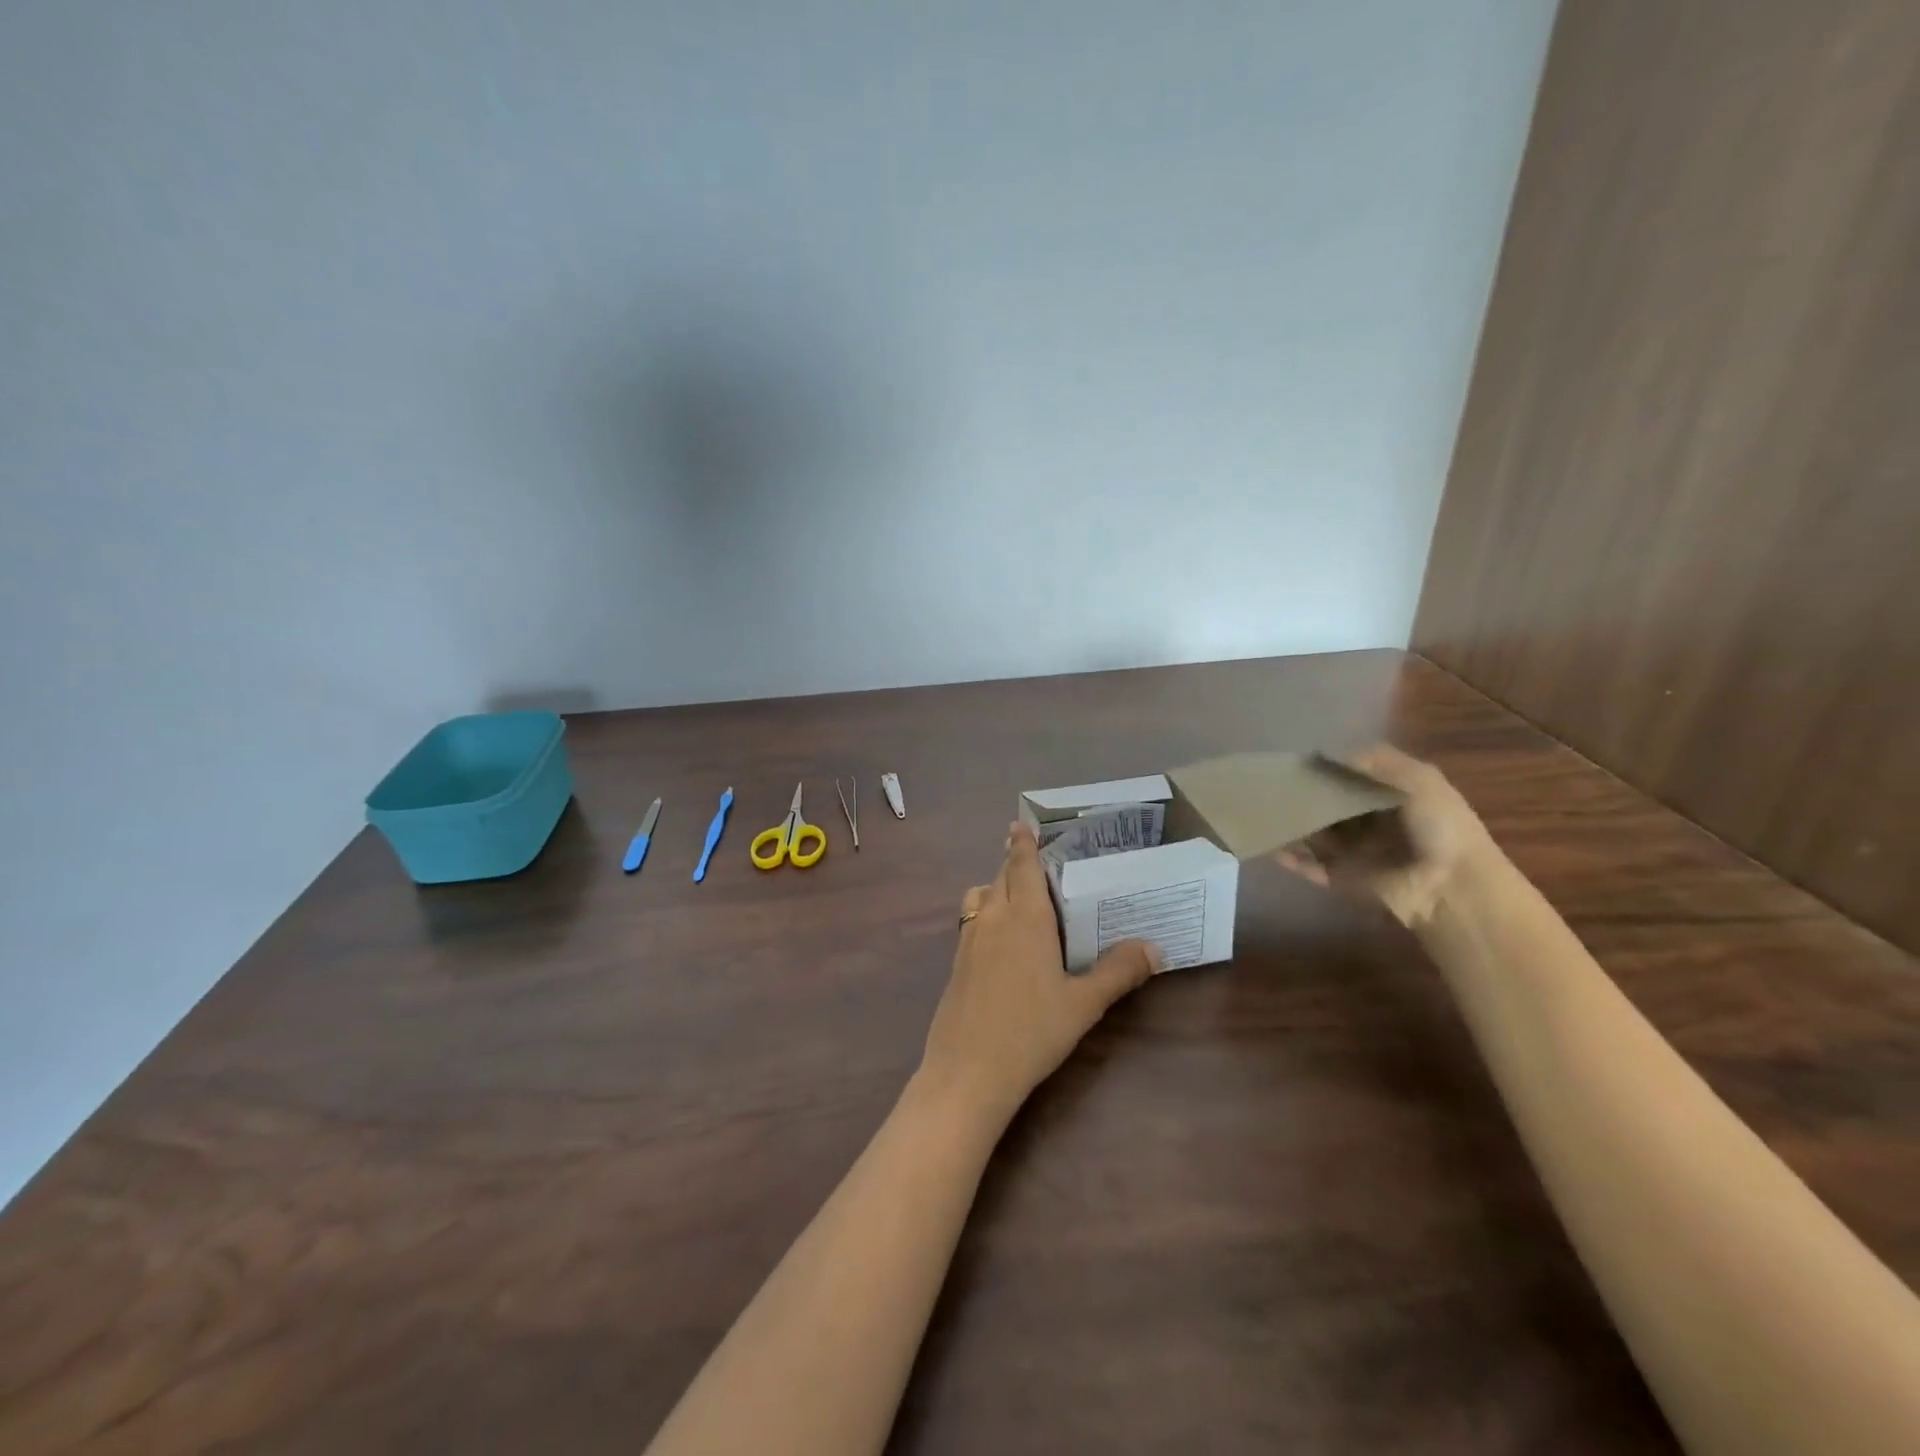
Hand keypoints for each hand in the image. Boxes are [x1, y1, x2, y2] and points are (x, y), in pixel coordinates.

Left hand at [918, 822, 1159, 1125]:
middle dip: (1014, 862)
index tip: (1019, 824)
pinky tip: (1001, 939)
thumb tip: (1154, 948)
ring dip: (995, 886)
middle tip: (1032, 858)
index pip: (1022, 867)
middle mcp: (993, 918)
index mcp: (1026, 918)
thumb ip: (1118, 972)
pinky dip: (984, 912)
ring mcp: (969, 940)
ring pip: (980, 896)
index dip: (1022, 844)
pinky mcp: (956, 962)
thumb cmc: (1031, 1031)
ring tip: (1017, 897)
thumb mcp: (1084, 1004)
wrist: (968, 1071)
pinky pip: (971, 920)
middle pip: (1001, 877)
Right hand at [1277, 744, 1499, 927]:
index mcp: (1390, 798)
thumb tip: (1328, 755)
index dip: (1326, 771)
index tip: (1296, 763)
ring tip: (1261, 814)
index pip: (1351, 779)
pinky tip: (1270, 847)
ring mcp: (1355, 852)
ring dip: (1292, 826)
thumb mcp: (1420, 780)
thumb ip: (1377, 762)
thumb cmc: (1441, 828)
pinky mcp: (1343, 879)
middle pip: (1329, 806)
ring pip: (1314, 836)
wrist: (1454, 889)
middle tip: (1271, 788)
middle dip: (1304, 798)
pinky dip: (1291, 859)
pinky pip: (1311, 867)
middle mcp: (1370, 823)